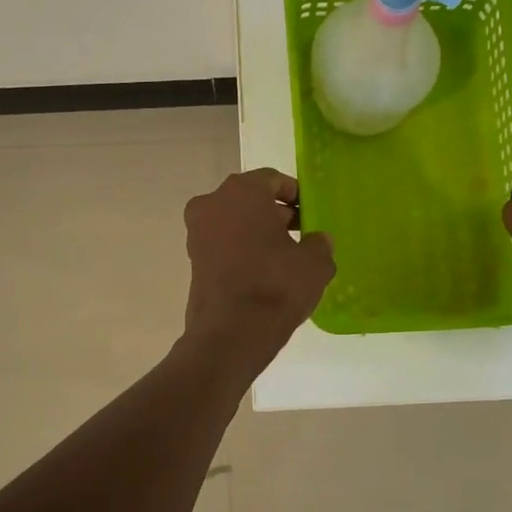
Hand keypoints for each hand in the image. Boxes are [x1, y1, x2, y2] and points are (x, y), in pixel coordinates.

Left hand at [183, 169, 334, 361]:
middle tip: (299, 233)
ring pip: (233, 223)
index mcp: (242, 191)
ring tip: (284, 256)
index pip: (272, 180)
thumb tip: (318, 240)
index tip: (309, 212)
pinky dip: (241, 251)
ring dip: (256, 233)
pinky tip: (263, 272)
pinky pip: (222, 246)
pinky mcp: (192, 261)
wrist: (232, 331)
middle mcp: (212, 203)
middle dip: (274, 214)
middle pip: (249, 200)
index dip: (294, 194)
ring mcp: (197, 233)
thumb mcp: (314, 263)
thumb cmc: (276, 283)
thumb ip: (319, 244)